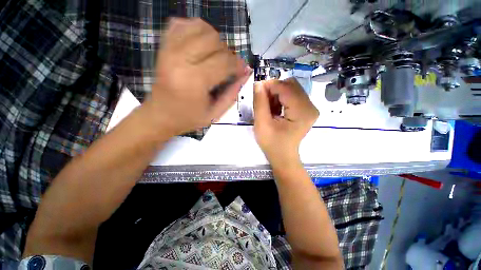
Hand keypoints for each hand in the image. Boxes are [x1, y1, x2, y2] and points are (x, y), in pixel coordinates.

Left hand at [146, 18, 250, 135]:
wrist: (160, 115)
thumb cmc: (189, 118)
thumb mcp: (215, 113)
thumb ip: (232, 94)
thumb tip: (245, 74)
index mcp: (195, 81)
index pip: (224, 61)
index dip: (238, 64)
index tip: (243, 70)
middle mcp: (180, 60)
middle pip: (214, 39)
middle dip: (227, 52)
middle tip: (228, 65)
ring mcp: (169, 49)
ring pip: (200, 26)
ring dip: (214, 39)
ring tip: (216, 55)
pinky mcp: (163, 46)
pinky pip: (181, 24)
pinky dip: (195, 30)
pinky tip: (200, 44)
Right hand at [253, 78, 318, 165]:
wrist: (283, 157)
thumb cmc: (272, 143)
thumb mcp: (262, 124)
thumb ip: (260, 103)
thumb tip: (258, 84)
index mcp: (302, 111)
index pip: (286, 88)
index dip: (270, 85)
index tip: (257, 89)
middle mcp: (310, 107)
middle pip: (291, 85)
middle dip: (274, 90)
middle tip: (262, 100)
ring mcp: (310, 108)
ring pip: (291, 89)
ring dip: (277, 95)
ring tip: (268, 108)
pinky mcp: (306, 110)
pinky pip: (293, 96)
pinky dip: (281, 99)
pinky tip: (275, 109)